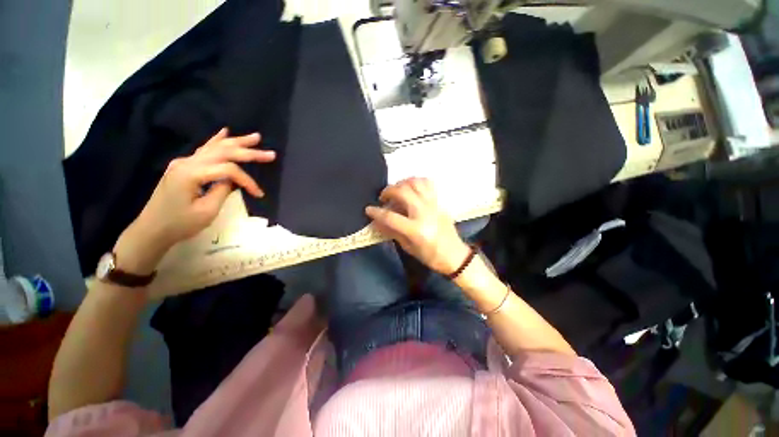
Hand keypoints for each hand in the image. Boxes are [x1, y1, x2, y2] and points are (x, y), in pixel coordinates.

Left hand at [114, 128, 275, 273]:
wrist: (152, 229)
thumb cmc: (179, 224)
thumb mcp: (207, 211)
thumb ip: (223, 190)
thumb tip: (233, 180)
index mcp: (192, 173)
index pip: (228, 170)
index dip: (247, 180)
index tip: (258, 194)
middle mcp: (187, 162)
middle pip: (223, 152)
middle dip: (249, 152)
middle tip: (270, 154)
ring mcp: (183, 162)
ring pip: (215, 147)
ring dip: (237, 142)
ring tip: (256, 137)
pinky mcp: (183, 166)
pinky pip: (204, 150)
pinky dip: (217, 141)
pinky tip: (225, 132)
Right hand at [366, 177, 469, 274]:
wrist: (454, 255)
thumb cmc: (430, 256)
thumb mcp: (408, 248)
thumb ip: (392, 232)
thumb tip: (376, 222)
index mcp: (416, 229)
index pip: (390, 216)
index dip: (376, 212)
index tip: (368, 209)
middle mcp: (424, 213)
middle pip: (402, 192)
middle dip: (388, 191)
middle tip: (383, 198)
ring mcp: (433, 205)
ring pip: (415, 183)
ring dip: (402, 183)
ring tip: (397, 191)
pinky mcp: (439, 202)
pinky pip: (428, 184)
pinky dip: (417, 181)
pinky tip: (411, 188)